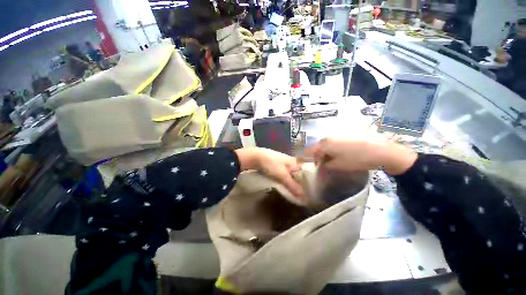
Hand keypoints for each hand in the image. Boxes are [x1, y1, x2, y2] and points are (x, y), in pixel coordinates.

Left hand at [235, 147, 304, 198]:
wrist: (255, 157)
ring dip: (292, 182)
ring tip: (295, 193)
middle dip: (300, 184)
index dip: (308, 182)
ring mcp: (283, 163)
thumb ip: (293, 186)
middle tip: (302, 195)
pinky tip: (285, 186)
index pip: (305, 173)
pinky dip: (285, 180)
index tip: (310, 192)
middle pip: (298, 174)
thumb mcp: (283, 176)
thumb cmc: (271, 165)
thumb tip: (305, 198)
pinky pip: (284, 174)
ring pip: (291, 175)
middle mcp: (291, 162)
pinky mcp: (276, 166)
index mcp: (295, 162)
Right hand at [307, 138, 416, 174]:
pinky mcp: (347, 134)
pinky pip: (335, 141)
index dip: (313, 160)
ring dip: (327, 151)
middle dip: (320, 155)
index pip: (313, 151)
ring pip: (328, 143)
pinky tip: (342, 153)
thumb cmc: (356, 159)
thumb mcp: (338, 165)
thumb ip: (326, 165)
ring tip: (333, 159)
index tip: (317, 166)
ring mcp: (338, 134)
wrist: (380, 151)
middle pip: (320, 146)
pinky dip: (335, 147)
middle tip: (324, 163)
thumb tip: (322, 163)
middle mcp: (329, 136)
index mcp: (325, 143)